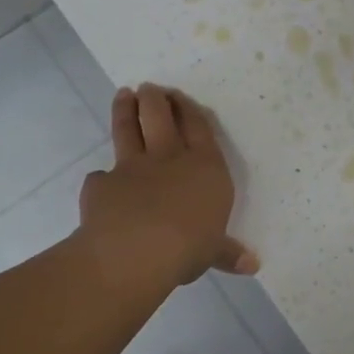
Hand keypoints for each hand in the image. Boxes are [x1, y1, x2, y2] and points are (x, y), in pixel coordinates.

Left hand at [78, 83, 258, 301]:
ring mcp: (132, 167)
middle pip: (161, 117)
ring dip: (125, 110)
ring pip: (128, 131)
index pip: (199, 127)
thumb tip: (252, 265)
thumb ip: (227, 252)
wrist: (136, 251)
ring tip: (123, 94)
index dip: (189, 109)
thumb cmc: (189, 246)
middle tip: (149, 87)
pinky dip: (101, 177)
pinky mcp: (102, 184)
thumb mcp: (214, 251)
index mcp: (205, 167)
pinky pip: (100, 176)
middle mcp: (169, 158)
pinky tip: (100, 180)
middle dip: (156, 99)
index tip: (180, 96)